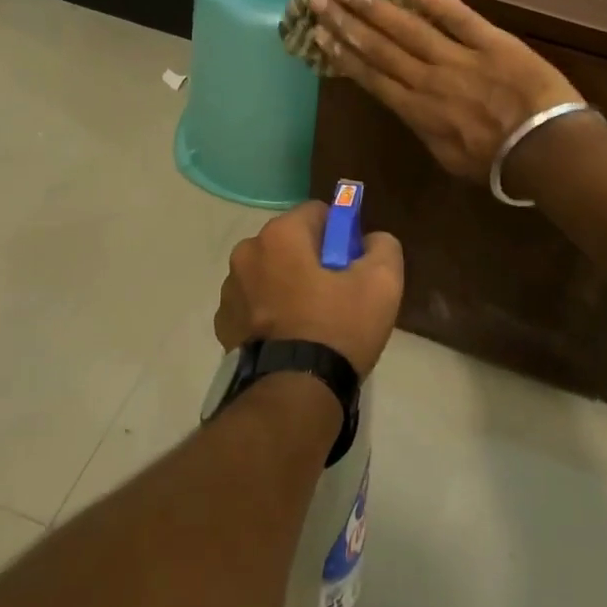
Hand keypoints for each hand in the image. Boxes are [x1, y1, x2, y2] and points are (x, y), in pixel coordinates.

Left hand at [214, 202, 404, 379]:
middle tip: (337, 294)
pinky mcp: (224, 324)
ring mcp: (230, 290)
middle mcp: (247, 253)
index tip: (352, 265)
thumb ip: (382, 246)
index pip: (317, 213)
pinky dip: (269, 312)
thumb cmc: (338, 328)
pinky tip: (289, 338)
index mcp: (280, 235)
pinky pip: (254, 304)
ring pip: (270, 273)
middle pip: (290, 243)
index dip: (341, 234)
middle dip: (312, 259)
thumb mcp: (383, 282)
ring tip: (311, 322)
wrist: (294, 393)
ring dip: (287, 285)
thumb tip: (369, 240)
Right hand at [311, 0, 584, 182]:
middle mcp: (427, 80)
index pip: (372, 77)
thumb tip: (414, 110)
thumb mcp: (450, 158)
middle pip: (380, 47)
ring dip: (373, 5)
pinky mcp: (489, 40)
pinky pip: (454, 14)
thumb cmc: (498, 164)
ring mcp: (457, 57)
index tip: (321, 35)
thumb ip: (427, 130)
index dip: (344, 54)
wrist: (545, 149)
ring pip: (407, 28)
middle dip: (347, 22)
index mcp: (417, 112)